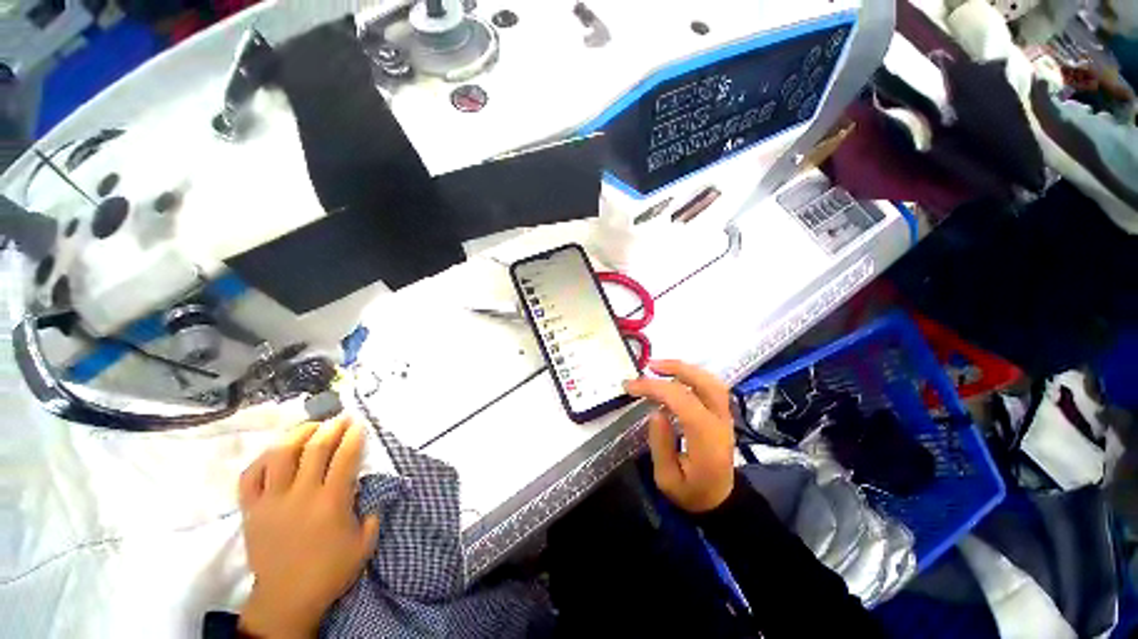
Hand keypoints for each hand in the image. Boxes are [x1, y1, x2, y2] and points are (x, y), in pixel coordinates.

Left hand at [237, 415, 379, 638]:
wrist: (287, 598)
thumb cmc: (330, 571)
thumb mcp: (365, 543)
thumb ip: (373, 511)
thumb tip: (369, 488)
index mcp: (331, 502)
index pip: (345, 457)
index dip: (354, 436)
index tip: (360, 425)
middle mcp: (301, 495)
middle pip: (315, 448)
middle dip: (331, 427)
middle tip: (341, 418)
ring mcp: (272, 501)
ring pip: (280, 455)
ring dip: (297, 434)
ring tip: (310, 427)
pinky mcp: (251, 510)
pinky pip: (250, 476)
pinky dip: (263, 459)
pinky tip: (275, 452)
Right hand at [625, 360, 735, 513]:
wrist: (721, 502)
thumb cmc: (692, 493)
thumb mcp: (667, 479)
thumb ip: (660, 444)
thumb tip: (655, 411)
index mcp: (706, 438)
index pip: (682, 400)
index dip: (654, 388)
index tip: (630, 387)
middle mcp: (720, 422)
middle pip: (704, 383)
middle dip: (675, 368)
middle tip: (649, 366)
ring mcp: (725, 416)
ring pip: (711, 381)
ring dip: (684, 369)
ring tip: (659, 367)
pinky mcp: (722, 414)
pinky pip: (710, 386)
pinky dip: (691, 376)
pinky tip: (673, 377)